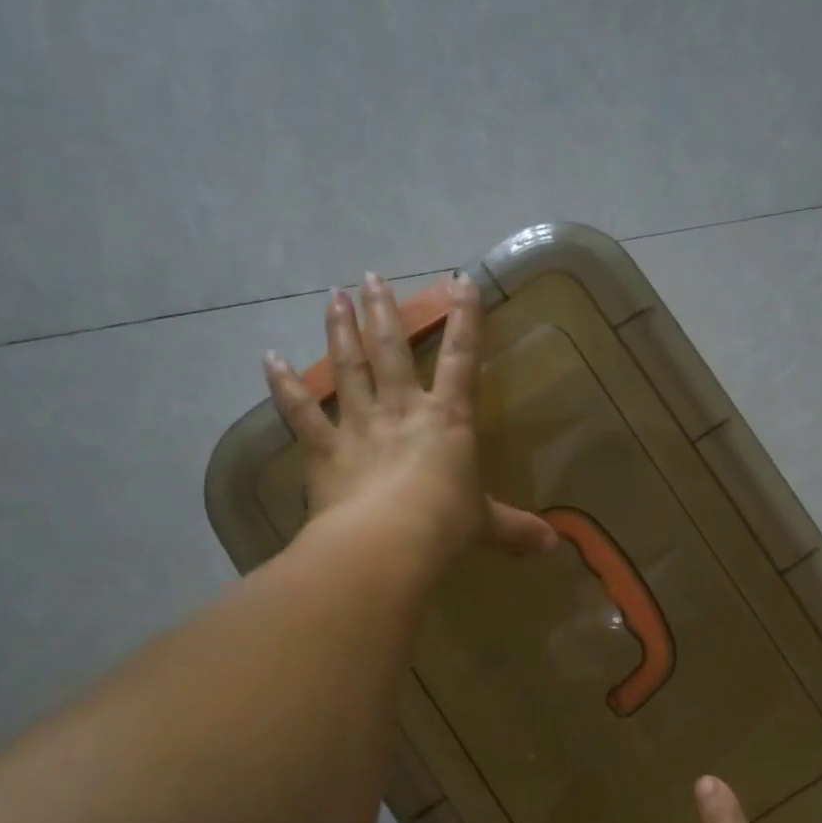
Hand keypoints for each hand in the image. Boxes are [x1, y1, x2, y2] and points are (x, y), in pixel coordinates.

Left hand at [264, 273, 557, 567]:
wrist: (389, 542)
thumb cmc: (445, 526)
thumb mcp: (486, 527)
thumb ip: (516, 530)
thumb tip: (552, 546)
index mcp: (447, 420)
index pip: (462, 360)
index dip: (465, 320)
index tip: (460, 281)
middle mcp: (401, 410)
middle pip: (392, 350)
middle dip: (384, 312)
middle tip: (371, 276)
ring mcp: (359, 425)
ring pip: (348, 368)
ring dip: (339, 330)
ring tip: (333, 295)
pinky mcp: (323, 449)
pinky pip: (299, 412)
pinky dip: (283, 385)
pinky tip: (269, 358)